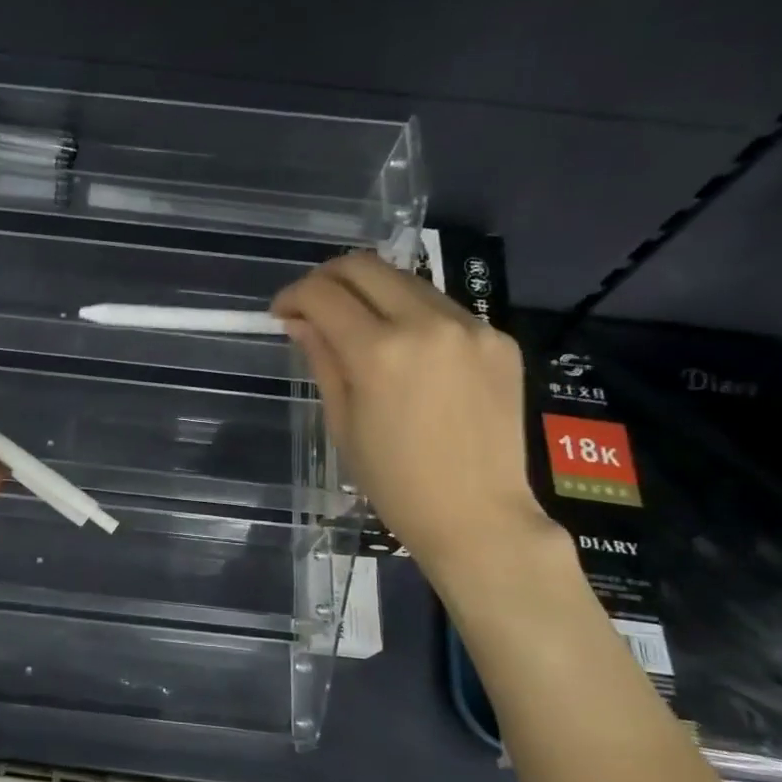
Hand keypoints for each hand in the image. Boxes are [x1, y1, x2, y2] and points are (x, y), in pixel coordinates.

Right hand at [273, 252, 555, 571]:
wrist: (477, 515)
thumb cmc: (394, 483)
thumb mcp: (343, 423)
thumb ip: (322, 360)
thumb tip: (300, 322)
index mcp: (380, 353)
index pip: (323, 294)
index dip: (293, 296)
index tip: (282, 313)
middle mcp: (428, 324)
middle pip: (365, 266)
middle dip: (328, 278)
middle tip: (313, 305)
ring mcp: (471, 327)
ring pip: (407, 281)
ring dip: (372, 294)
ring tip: (359, 328)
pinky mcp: (499, 339)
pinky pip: (444, 309)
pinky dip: (413, 317)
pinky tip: (408, 353)